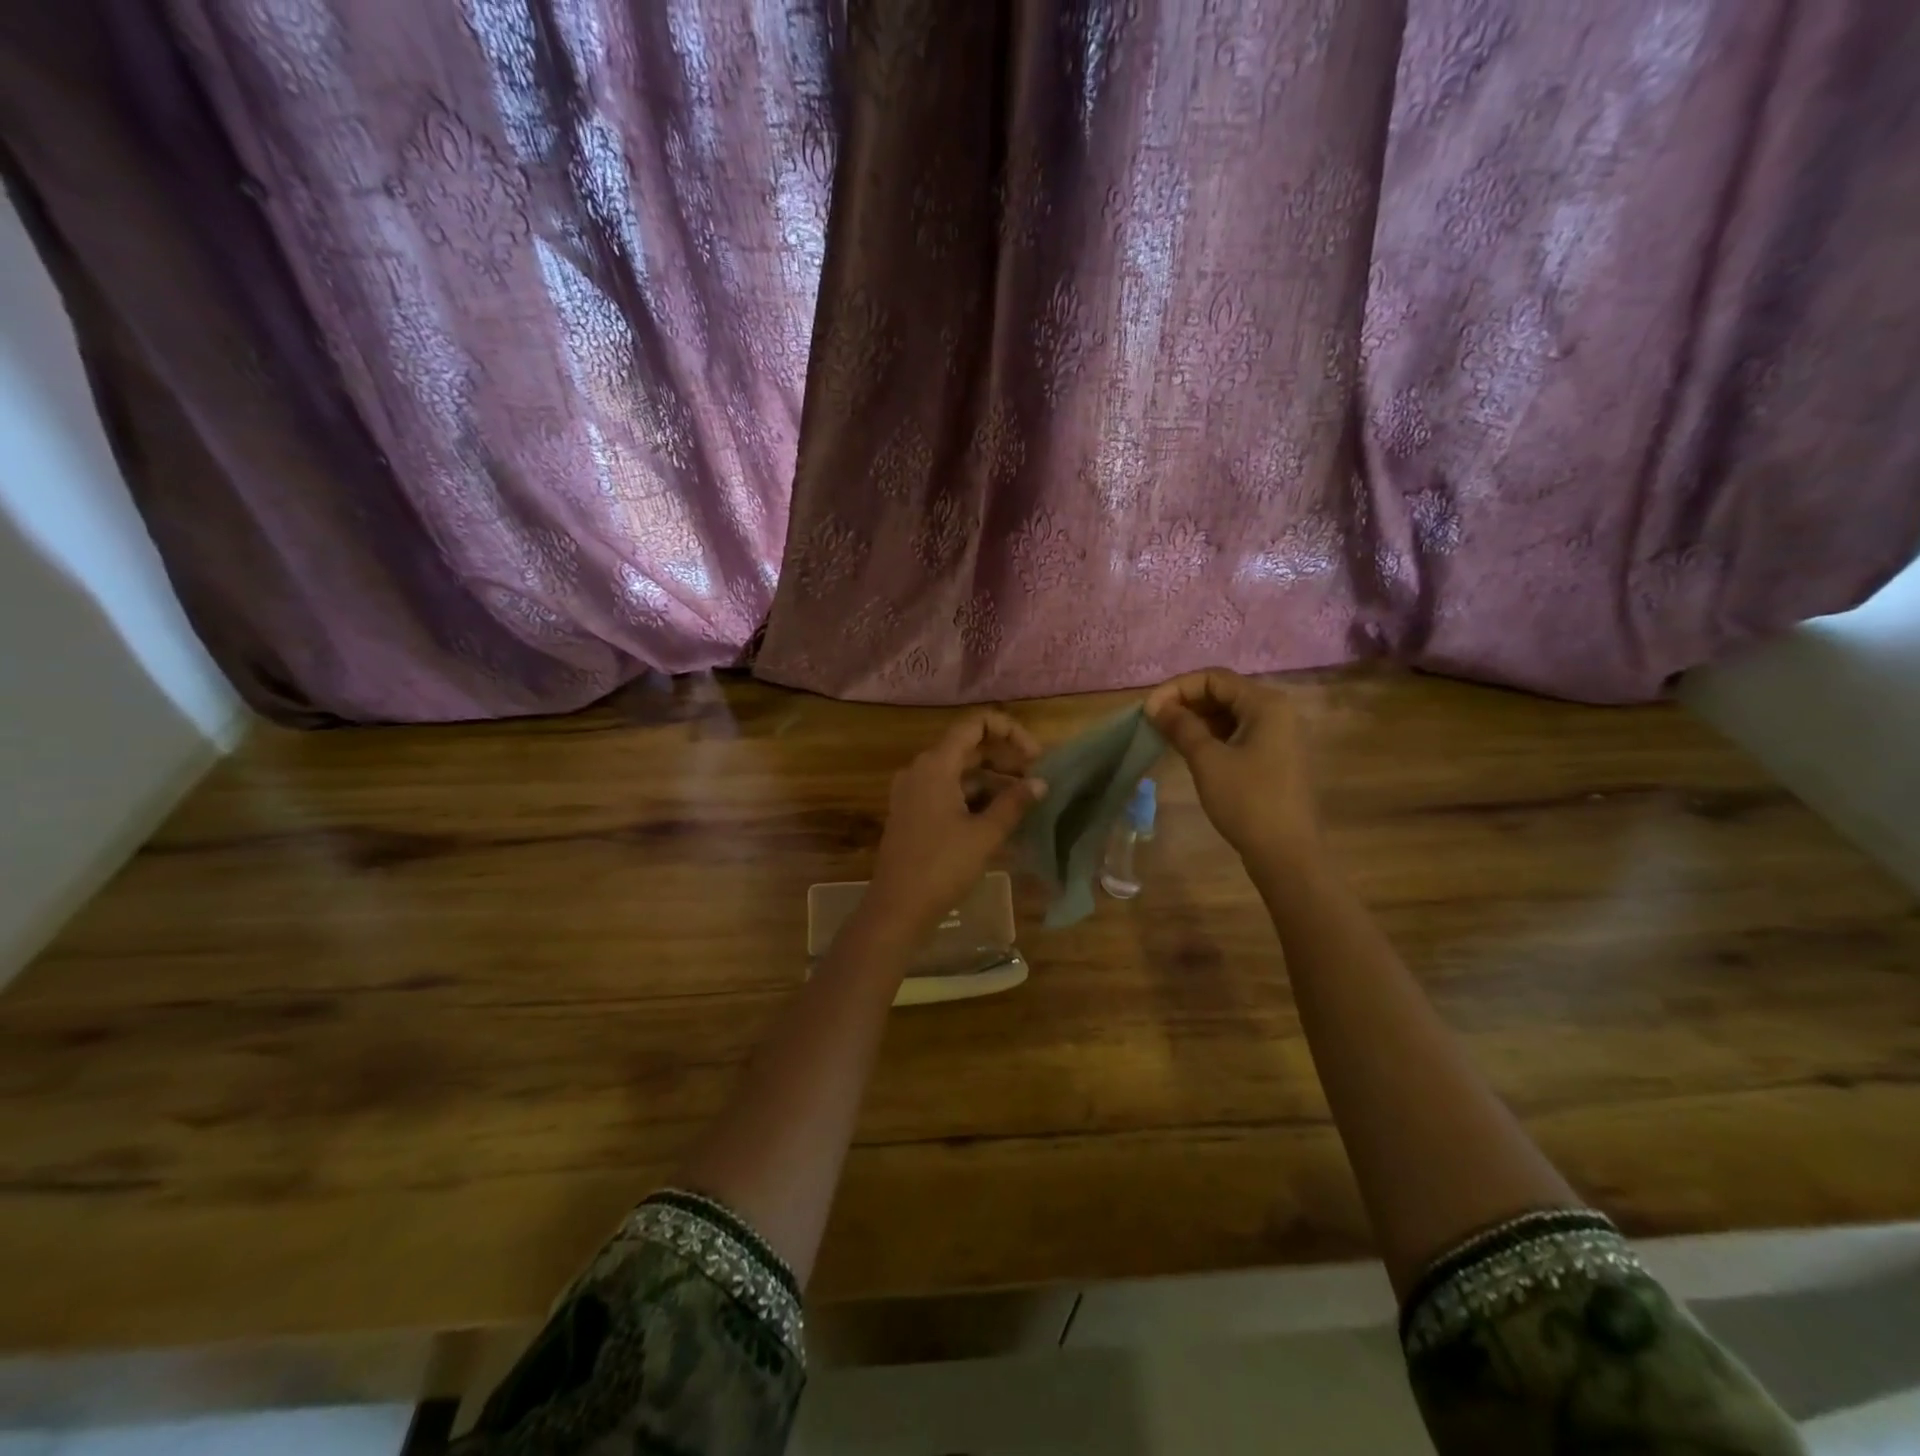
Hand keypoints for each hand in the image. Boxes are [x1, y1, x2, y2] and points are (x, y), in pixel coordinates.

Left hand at [864, 710, 1046, 942]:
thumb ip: (1014, 803)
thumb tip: (1040, 783)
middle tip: (1036, 780)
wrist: (897, 908)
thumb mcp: (985, 835)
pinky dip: (974, 798)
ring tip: (1024, 802)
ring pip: (959, 773)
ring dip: (992, 781)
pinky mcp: (913, 813)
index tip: (1036, 755)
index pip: (975, 725)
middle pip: (968, 748)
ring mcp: (913, 792)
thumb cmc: (941, 867)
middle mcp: (920, 770)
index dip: (1009, 731)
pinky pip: (947, 792)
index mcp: (936, 765)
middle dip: (1005, 759)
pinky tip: (999, 817)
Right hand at [1145, 668, 1320, 863]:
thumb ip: (1181, 726)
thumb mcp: (1207, 760)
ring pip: (1229, 714)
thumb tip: (1155, 706)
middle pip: (1223, 692)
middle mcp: (1277, 711)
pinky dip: (1212, 735)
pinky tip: (1190, 750)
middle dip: (1185, 702)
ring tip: (1166, 735)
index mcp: (1266, 704)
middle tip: (1154, 722)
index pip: (1213, 678)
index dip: (1176, 688)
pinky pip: (1238, 733)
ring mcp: (1279, 735)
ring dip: (1196, 719)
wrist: (1287, 853)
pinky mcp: (1275, 756)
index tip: (1148, 710)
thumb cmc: (1247, 801)